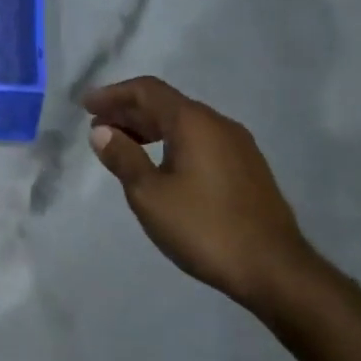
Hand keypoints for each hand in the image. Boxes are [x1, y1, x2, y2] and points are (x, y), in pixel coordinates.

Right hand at [84, 77, 321, 310]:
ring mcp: (238, 146)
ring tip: (122, 146)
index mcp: (194, 123)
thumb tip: (101, 131)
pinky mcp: (247, 168)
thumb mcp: (149, 194)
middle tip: (97, 126)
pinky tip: (158, 165)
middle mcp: (218, 124)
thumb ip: (123, 157)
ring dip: (149, 128)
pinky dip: (171, 142)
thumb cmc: (204, 227)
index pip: (147, 90)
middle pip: (166, 104)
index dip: (113, 94)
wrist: (275, 269)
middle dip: (128, 111)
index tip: (85, 105)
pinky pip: (200, 141)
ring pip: (184, 124)